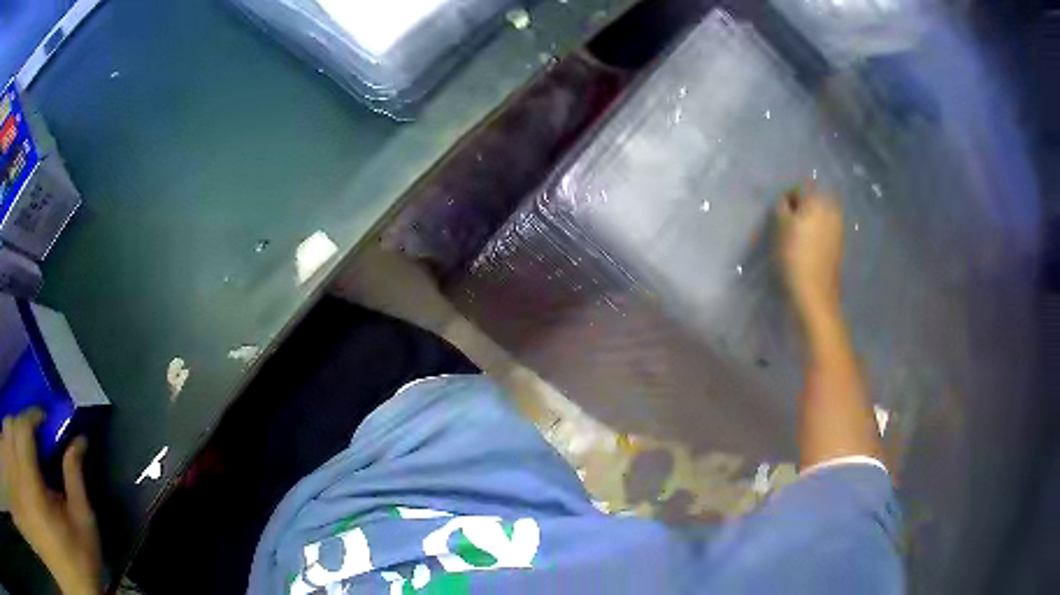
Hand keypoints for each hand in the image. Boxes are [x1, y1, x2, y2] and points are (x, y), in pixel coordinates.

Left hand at [1, 410, 101, 594]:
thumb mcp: (84, 523)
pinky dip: (18, 449)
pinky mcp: (28, 486)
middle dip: (25, 423)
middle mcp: (22, 468)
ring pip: (12, 433)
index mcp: (31, 475)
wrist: (80, 588)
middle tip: (43, 441)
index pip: (26, 424)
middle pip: (14, 423)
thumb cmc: (81, 561)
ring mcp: (24, 477)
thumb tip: (80, 438)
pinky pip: (17, 453)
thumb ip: (76, 476)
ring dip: (18, 433)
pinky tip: (29, 467)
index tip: (54, 425)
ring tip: (32, 450)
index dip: (39, 417)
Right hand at [775, 187, 843, 318]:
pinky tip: (807, 252)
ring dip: (807, 225)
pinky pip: (823, 232)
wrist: (813, 294)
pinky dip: (815, 237)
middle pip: (811, 202)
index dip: (787, 200)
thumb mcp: (779, 225)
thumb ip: (782, 205)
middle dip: (799, 211)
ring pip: (817, 217)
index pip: (799, 188)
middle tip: (787, 229)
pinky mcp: (838, 246)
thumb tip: (787, 201)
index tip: (779, 217)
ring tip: (796, 242)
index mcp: (818, 200)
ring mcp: (838, 229)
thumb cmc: (793, 256)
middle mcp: (832, 209)